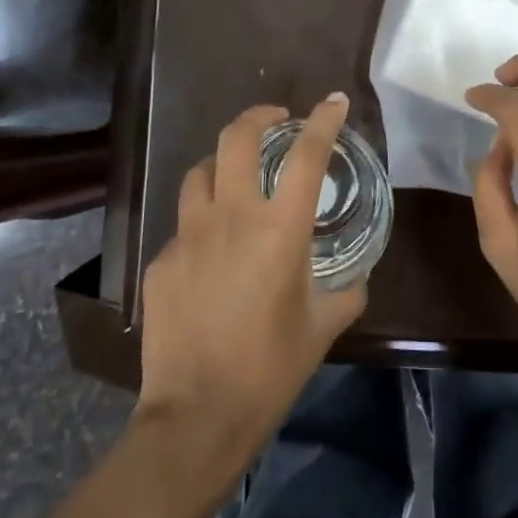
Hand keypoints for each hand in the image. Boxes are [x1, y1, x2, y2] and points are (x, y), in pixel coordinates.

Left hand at [133, 94, 365, 478]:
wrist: (197, 416)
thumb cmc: (271, 369)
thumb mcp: (324, 326)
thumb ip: (347, 290)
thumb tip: (356, 275)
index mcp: (280, 229)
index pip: (307, 155)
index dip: (323, 121)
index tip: (333, 102)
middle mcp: (232, 217)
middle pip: (237, 138)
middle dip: (258, 116)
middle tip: (275, 120)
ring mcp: (189, 235)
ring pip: (199, 171)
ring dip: (221, 162)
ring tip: (235, 175)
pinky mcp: (161, 260)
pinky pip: (183, 224)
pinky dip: (201, 222)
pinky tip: (210, 253)